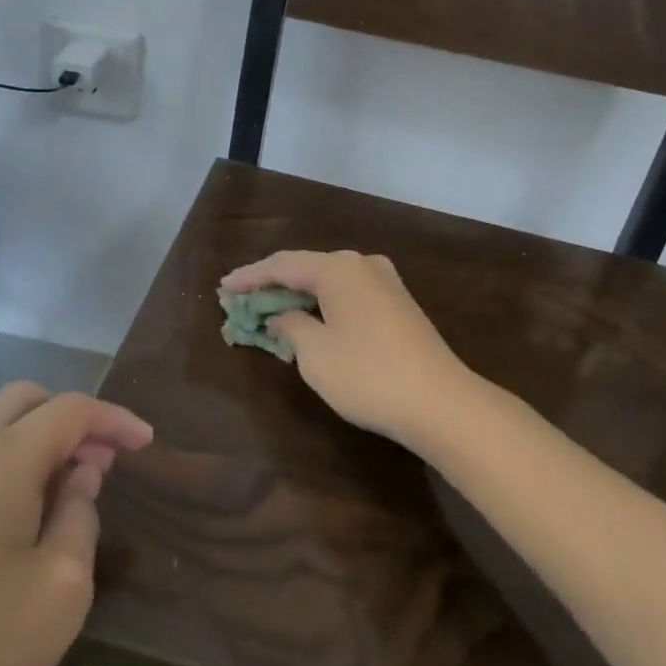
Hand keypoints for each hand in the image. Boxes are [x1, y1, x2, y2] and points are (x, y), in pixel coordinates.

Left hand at [0, 383, 151, 665]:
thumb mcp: (60, 593)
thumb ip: (80, 515)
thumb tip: (80, 473)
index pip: (71, 410)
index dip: (114, 419)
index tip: (146, 442)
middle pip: (24, 400)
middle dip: (69, 418)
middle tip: (100, 461)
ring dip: (30, 438)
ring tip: (58, 488)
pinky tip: (4, 517)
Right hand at [219, 250, 471, 447]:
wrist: (442, 402)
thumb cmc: (368, 375)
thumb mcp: (315, 354)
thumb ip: (290, 325)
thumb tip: (282, 315)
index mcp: (337, 267)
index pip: (281, 265)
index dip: (249, 277)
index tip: (223, 288)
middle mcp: (361, 264)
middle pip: (305, 268)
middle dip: (272, 285)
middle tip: (241, 299)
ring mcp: (385, 281)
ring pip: (328, 281)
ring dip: (299, 294)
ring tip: (270, 308)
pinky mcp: (399, 303)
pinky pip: (348, 294)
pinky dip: (323, 303)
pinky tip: (311, 318)